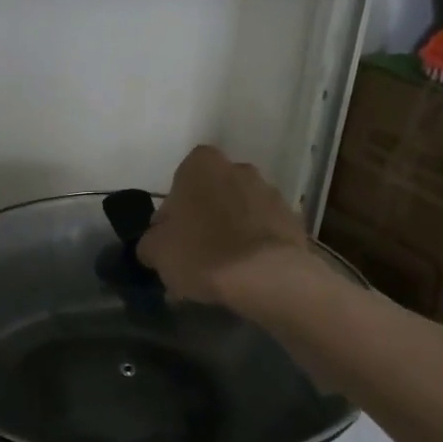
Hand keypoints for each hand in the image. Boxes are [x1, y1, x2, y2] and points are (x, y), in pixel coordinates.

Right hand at [138, 145, 318, 309]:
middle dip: (203, 220)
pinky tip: (243, 277)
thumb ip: (150, 241)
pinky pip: (262, 233)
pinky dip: (253, 248)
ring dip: (229, 234)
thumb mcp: (155, 251)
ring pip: (239, 214)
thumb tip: (156, 243)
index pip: (180, 181)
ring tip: (220, 272)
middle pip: (212, 196)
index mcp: (201, 165)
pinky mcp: (292, 220)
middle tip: (194, 255)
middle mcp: (238, 169)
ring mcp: (270, 193)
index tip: (171, 239)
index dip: (173, 212)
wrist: (266, 276)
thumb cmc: (201, 253)